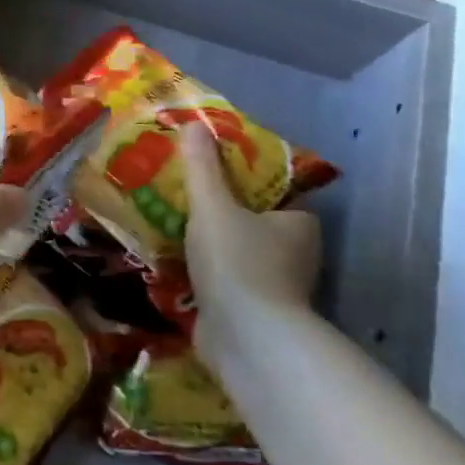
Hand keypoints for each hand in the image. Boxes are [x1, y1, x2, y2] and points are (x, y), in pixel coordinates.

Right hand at [175, 121, 321, 370]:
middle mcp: (294, 254)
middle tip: (181, 192)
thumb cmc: (238, 262)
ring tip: (167, 220)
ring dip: (208, 242)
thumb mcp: (213, 206)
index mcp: (298, 223)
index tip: (211, 170)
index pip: (276, 192)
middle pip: (253, 221)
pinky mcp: (250, 311)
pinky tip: (169, 258)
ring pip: (237, 252)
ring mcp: (273, 286)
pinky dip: (201, 271)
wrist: (245, 339)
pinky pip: (223, 279)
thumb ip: (202, 168)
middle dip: (221, 211)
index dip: (246, 179)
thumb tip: (194, 124)